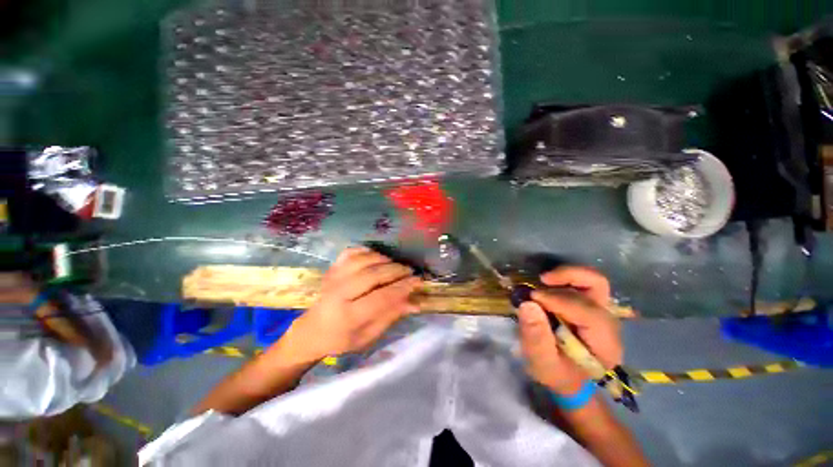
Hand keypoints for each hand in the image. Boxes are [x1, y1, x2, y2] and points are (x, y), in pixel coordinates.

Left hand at [287, 247, 421, 360]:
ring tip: (395, 265)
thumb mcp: (368, 336)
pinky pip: (350, 252)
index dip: (403, 287)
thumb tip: (416, 303)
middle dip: (396, 270)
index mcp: (348, 316)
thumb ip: (391, 316)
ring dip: (384, 259)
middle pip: (373, 274)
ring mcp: (333, 278)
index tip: (418, 281)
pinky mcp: (331, 269)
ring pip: (363, 260)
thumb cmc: (341, 339)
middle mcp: (339, 293)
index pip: (381, 297)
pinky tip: (376, 256)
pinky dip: (366, 250)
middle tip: (410, 271)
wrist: (311, 331)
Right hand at [518, 266, 622, 394]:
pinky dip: (565, 279)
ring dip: (567, 275)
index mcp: (604, 344)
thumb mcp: (542, 363)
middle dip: (569, 278)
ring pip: (593, 281)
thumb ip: (536, 337)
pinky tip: (548, 286)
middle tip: (542, 280)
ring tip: (544, 280)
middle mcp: (609, 324)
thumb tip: (528, 304)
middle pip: (598, 286)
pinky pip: (584, 284)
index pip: (588, 313)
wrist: (571, 379)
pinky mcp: (592, 306)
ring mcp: (602, 312)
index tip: (532, 298)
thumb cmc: (557, 374)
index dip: (558, 301)